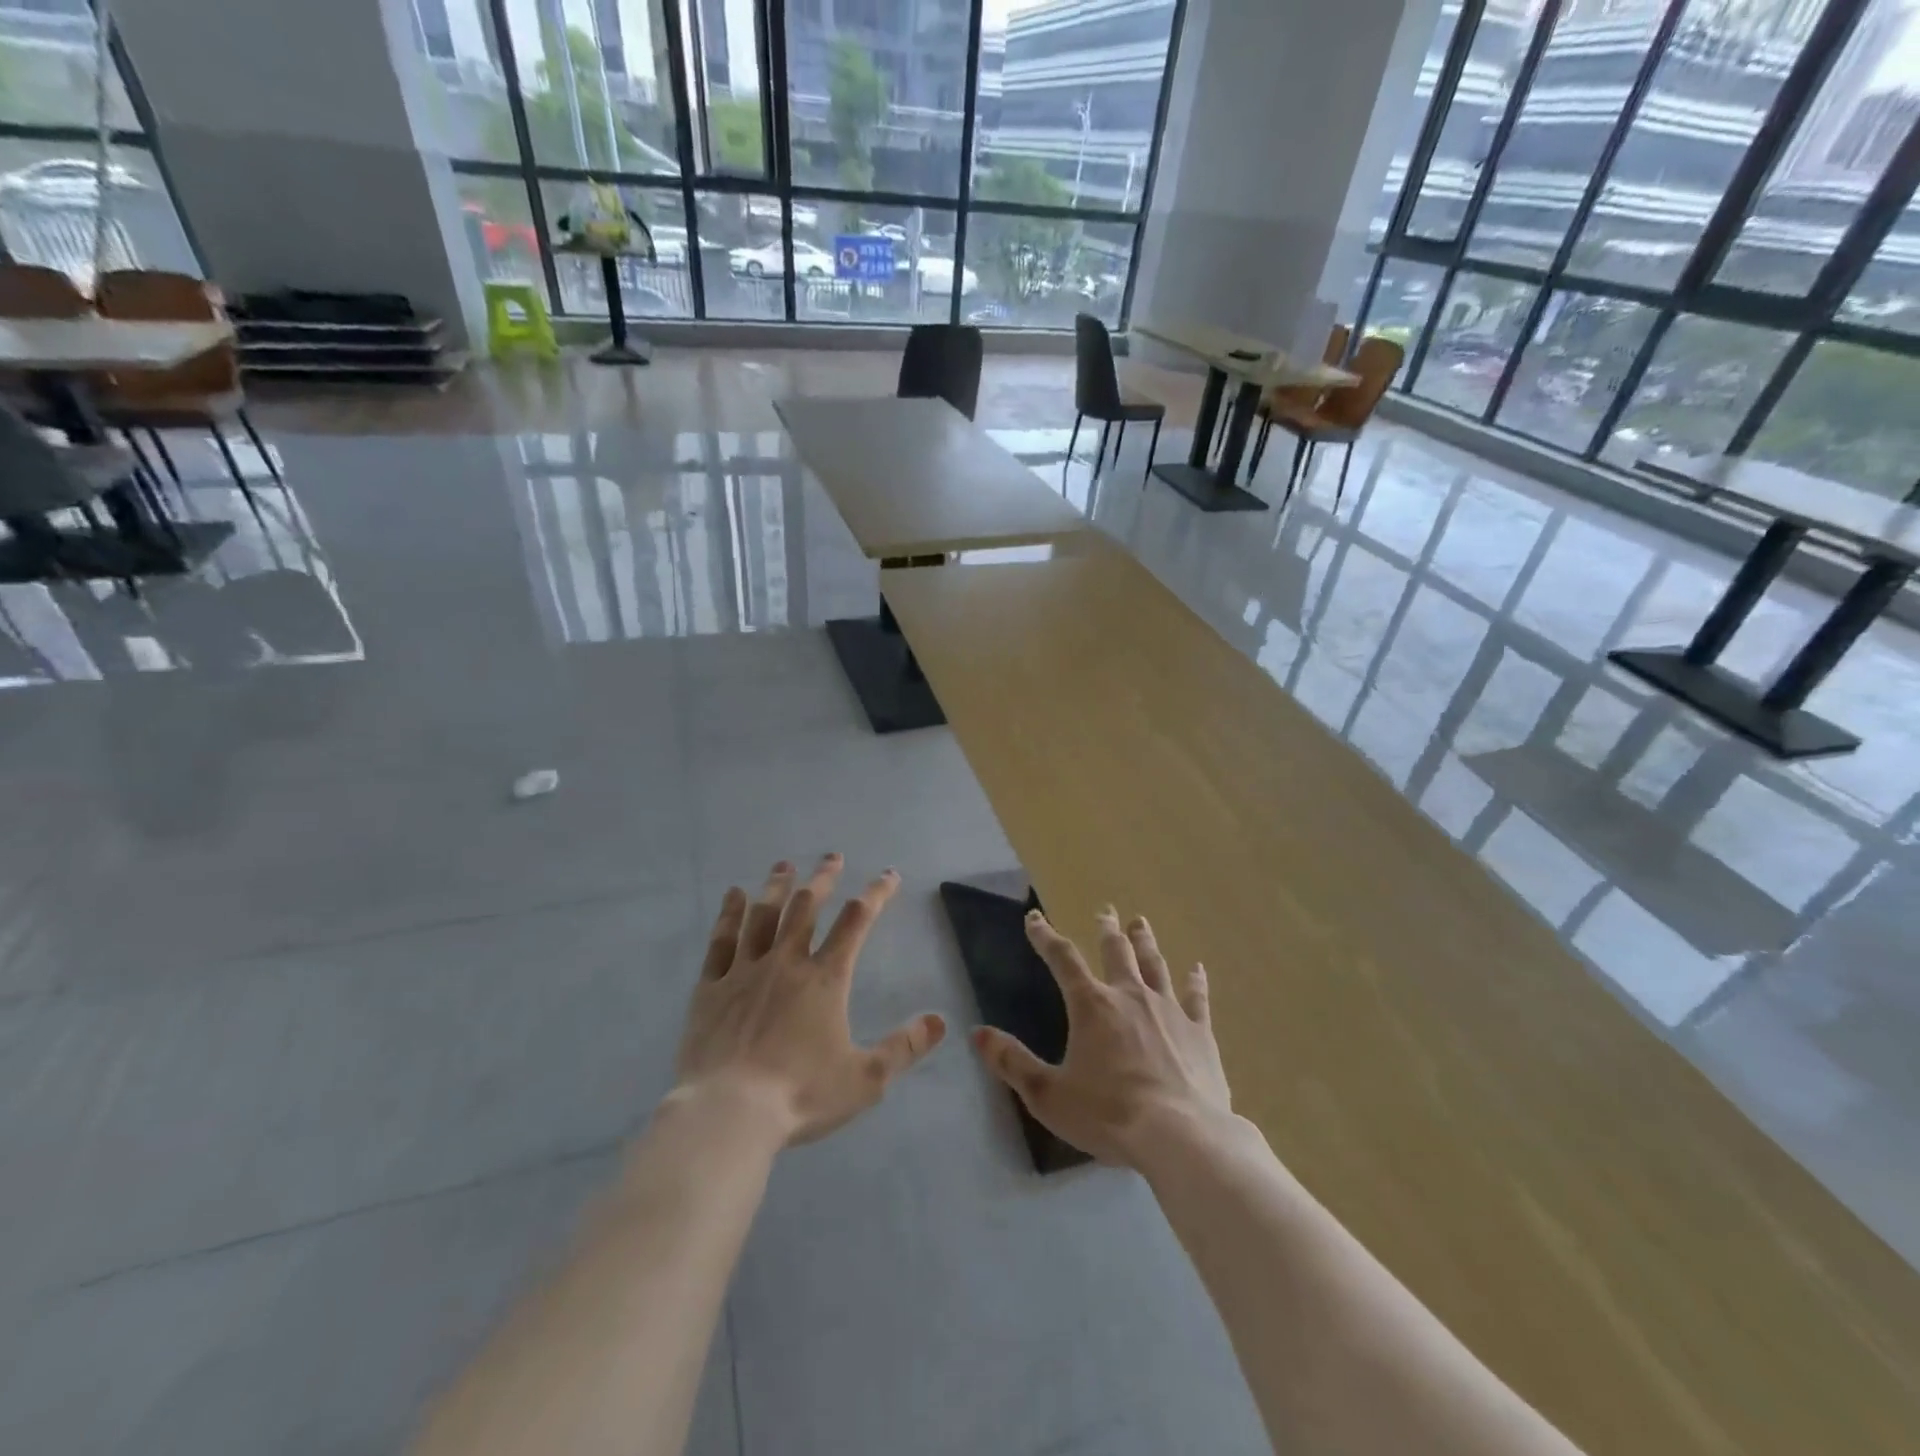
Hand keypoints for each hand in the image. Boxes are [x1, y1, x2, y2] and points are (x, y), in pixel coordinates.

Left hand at [674, 854, 946, 1145]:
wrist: (730, 1113)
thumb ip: (904, 1047)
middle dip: (823, 878)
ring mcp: (745, 971)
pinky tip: (734, 895)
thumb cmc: (801, 1094)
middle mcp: (786, 962)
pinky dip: (729, 914)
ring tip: (784, 865)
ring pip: (763, 915)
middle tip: (832, 856)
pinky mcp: (711, 987)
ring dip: (776, 886)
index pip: (856, 922)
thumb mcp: (866, 1079)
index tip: (888, 875)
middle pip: (806, 907)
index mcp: (825, 979)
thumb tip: (941, 1021)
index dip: (876, 894)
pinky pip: (722, 940)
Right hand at [973, 907, 1228, 1167]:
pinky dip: (1195, 980)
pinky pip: (1196, 997)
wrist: (1181, 1137)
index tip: (1034, 919)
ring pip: (1154, 965)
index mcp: (1091, 1006)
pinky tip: (1197, 968)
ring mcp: (1168, 1010)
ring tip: (1140, 923)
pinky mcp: (1199, 1032)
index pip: (1062, 959)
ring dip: (1145, 942)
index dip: (1045, 937)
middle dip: (1107, 930)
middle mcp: (1130, 996)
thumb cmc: (1109, 1114)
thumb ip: (1012, 1062)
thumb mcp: (1048, 1095)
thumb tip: (978, 1033)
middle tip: (1105, 912)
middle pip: (1116, 952)